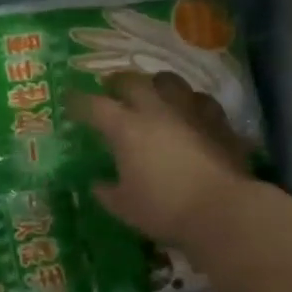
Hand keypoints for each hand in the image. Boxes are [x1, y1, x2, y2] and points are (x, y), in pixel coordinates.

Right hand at [69, 71, 253, 247]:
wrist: (222, 210)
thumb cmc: (164, 209)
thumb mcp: (124, 208)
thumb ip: (106, 192)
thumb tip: (97, 184)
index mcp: (126, 128)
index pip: (94, 105)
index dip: (78, 102)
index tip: (69, 102)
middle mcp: (156, 110)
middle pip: (131, 81)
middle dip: (116, 83)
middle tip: (110, 90)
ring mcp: (190, 111)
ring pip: (169, 80)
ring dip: (155, 83)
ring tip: (152, 92)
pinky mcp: (218, 120)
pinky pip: (200, 99)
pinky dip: (189, 101)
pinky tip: (189, 111)